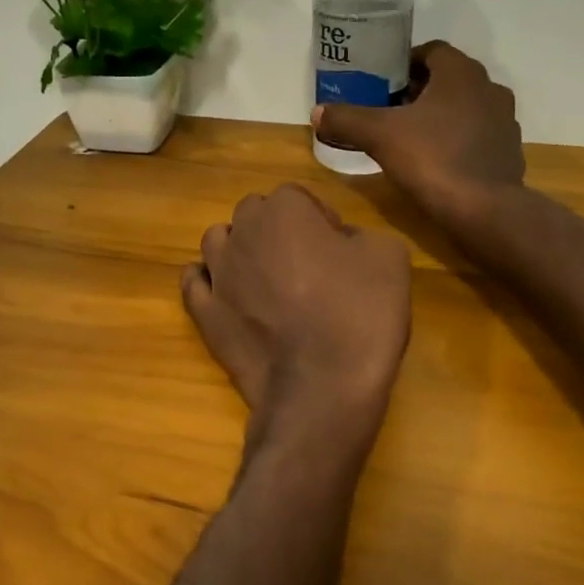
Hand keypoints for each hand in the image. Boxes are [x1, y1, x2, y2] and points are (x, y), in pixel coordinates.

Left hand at [182, 185, 411, 426]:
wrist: (323, 387)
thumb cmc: (360, 316)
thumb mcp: (389, 257)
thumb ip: (360, 235)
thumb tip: (339, 243)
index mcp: (285, 210)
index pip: (297, 197)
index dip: (319, 219)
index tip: (337, 247)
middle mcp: (242, 233)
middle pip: (254, 215)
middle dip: (276, 230)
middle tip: (306, 263)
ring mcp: (218, 275)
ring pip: (218, 242)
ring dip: (240, 250)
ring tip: (266, 278)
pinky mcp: (204, 314)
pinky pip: (194, 283)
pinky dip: (208, 282)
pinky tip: (227, 294)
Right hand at [312, 41, 524, 232]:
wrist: (483, 210)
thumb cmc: (432, 159)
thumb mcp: (380, 136)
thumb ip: (347, 119)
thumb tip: (317, 113)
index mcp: (462, 73)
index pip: (432, 51)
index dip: (404, 63)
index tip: (382, 82)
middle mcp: (490, 88)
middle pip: (448, 79)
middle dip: (419, 90)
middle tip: (389, 109)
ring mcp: (505, 121)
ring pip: (465, 107)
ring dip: (440, 115)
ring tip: (411, 135)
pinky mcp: (509, 151)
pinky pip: (478, 135)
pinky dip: (458, 139)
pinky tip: (437, 160)